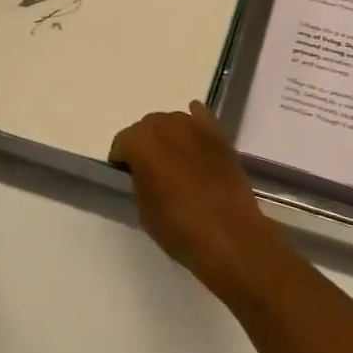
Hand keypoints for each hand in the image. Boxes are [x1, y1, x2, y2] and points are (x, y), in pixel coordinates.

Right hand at [110, 101, 289, 299]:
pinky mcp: (218, 133)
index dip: (122, 161)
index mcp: (141, 142)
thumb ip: (139, 180)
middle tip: (151, 172)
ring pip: (172, 122)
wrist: (229, 235)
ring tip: (176, 162)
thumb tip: (144, 172)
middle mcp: (165, 124)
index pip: (122, 143)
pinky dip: (194, 125)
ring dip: (169, 137)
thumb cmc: (179, 227)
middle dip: (145, 146)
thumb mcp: (144, 209)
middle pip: (147, 127)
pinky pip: (200, 118)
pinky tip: (194, 138)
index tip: (127, 178)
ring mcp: (195, 126)